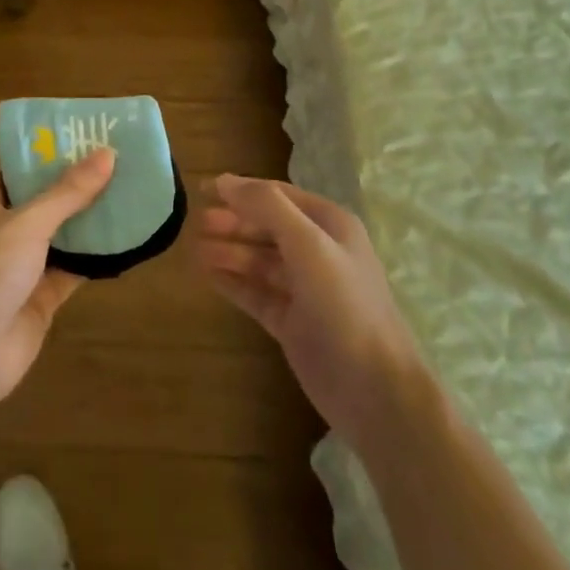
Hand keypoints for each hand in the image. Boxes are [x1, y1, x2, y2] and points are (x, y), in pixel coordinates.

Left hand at [0, 149, 115, 414]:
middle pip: (42, 203)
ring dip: (88, 222)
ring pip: (58, 237)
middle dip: (76, 188)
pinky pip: (69, 271)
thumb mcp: (27, 222)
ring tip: (129, 195)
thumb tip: (107, 153)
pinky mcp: (36, 299)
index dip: (50, 155)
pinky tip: (125, 241)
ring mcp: (16, 268)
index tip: (88, 140)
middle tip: (119, 165)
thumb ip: (68, 192)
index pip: (17, 170)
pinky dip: (92, 259)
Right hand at [194, 176, 421, 441]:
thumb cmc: (344, 305)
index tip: (204, 189)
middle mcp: (318, 252)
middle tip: (197, 223)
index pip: (279, 196)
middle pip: (267, 228)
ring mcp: (304, 289)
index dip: (242, 191)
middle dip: (233, 223)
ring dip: (229, 252)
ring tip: (195, 250)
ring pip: (259, 261)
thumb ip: (267, 207)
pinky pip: (256, 293)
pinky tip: (207, 275)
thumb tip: (224, 180)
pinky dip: (233, 282)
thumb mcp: (308, 244)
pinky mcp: (292, 322)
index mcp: (330, 226)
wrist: (374, 389)